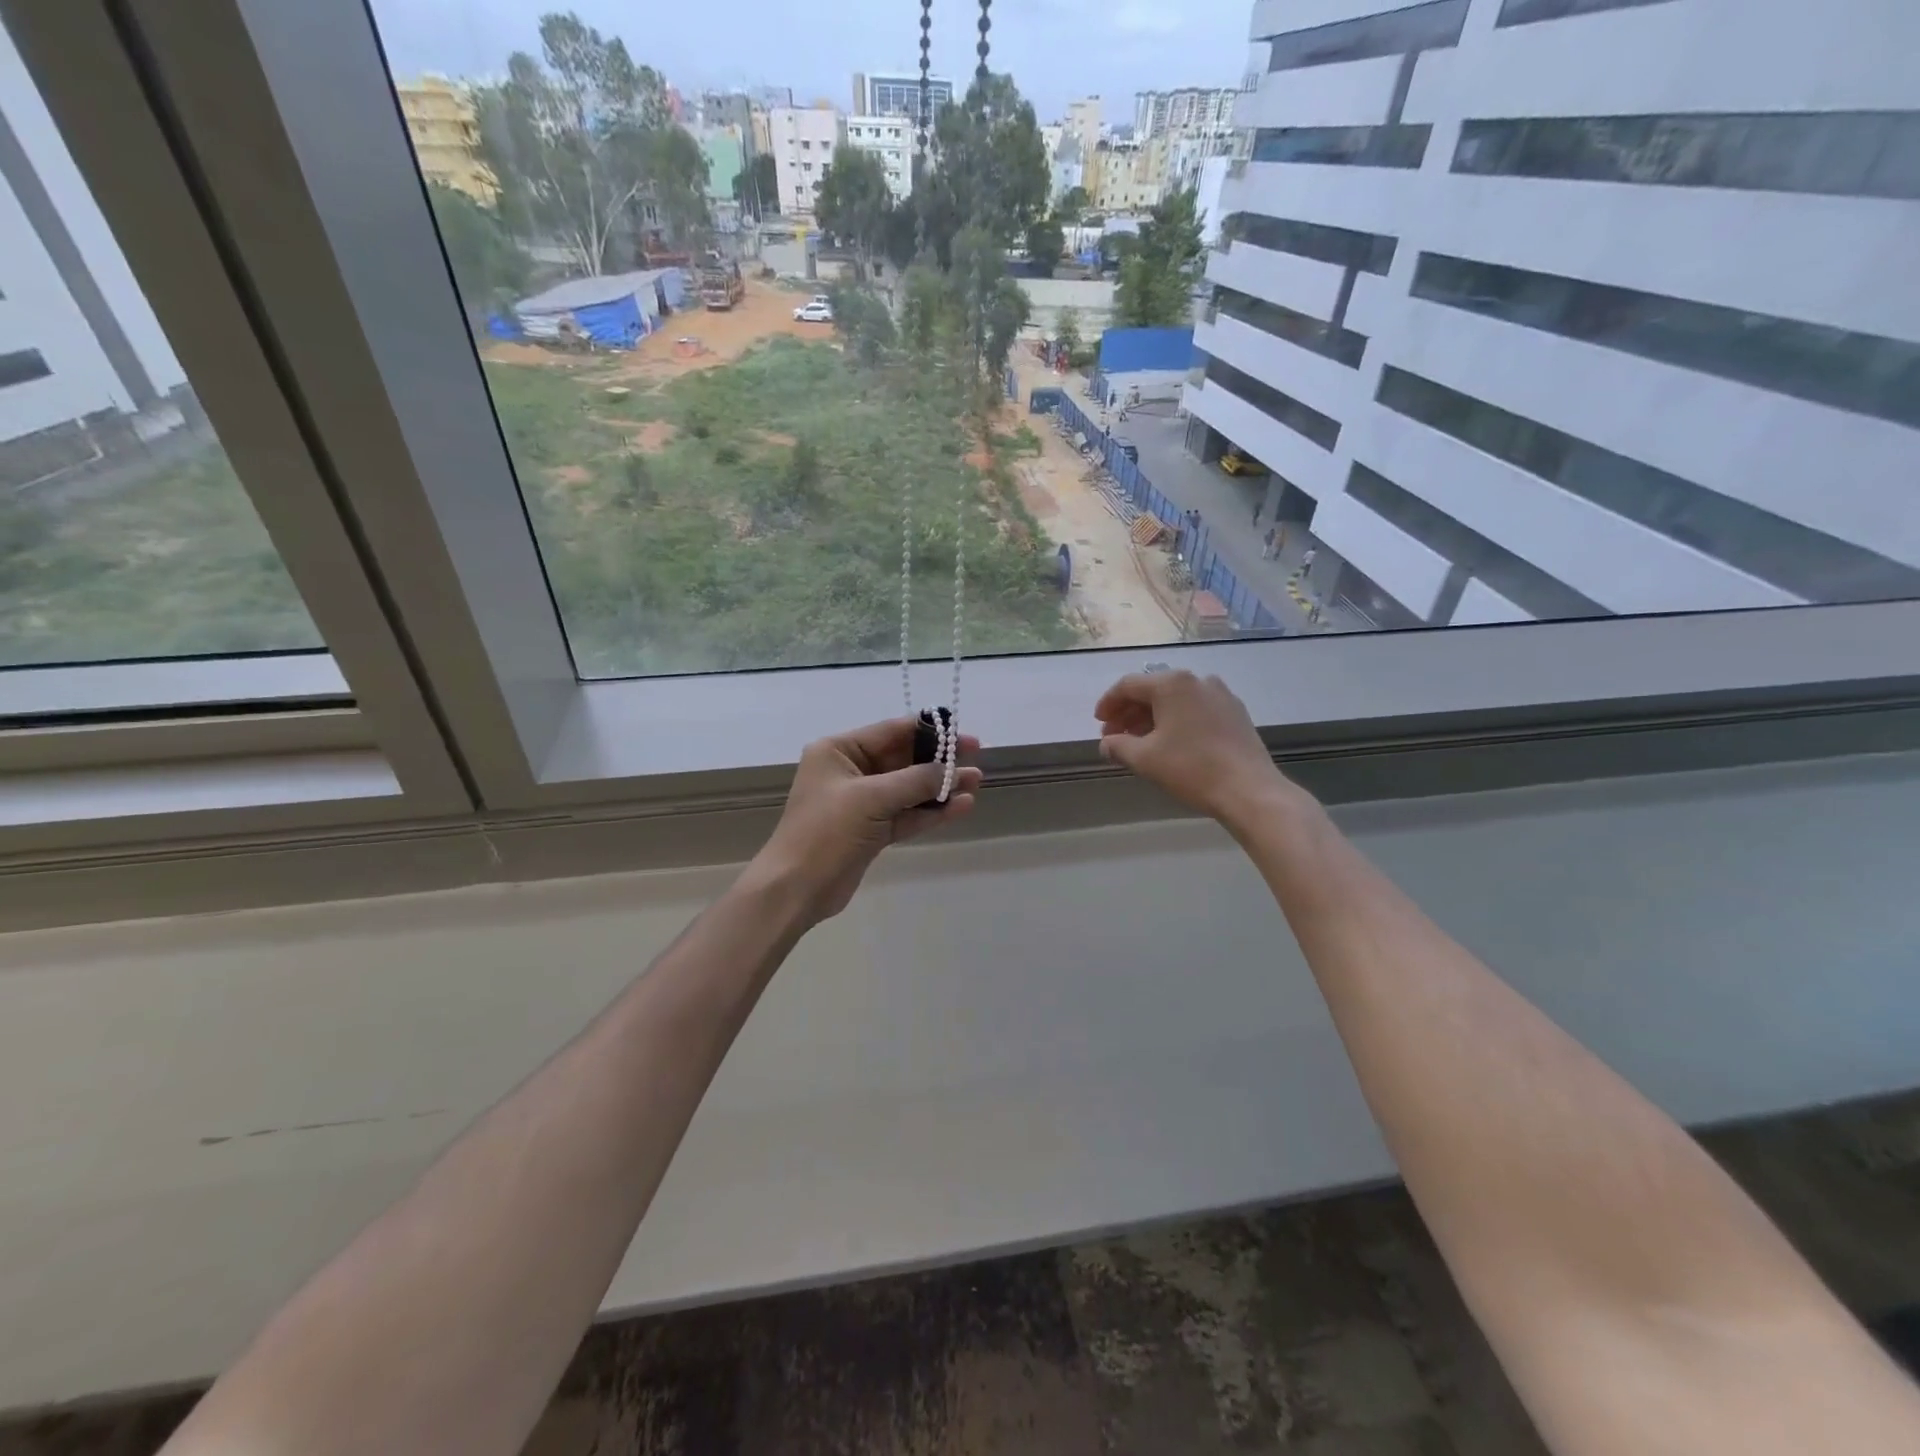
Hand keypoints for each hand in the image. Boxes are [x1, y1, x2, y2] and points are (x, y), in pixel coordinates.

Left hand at [753, 717, 983, 923]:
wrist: (796, 888)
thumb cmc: (826, 831)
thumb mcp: (871, 798)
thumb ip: (915, 780)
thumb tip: (951, 770)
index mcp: (839, 751)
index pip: (891, 731)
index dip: (929, 731)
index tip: (963, 734)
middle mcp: (850, 771)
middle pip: (903, 759)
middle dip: (939, 760)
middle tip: (977, 758)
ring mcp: (861, 803)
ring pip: (908, 788)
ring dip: (940, 786)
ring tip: (976, 783)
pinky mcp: (871, 831)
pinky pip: (907, 814)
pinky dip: (931, 811)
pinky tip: (961, 807)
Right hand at [1094, 670, 1294, 824]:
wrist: (1249, 790)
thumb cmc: (1191, 768)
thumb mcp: (1144, 759)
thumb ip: (1118, 746)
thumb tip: (1107, 744)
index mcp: (1172, 684)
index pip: (1128, 686)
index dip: (1108, 704)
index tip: (1098, 723)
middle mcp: (1197, 680)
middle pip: (1153, 690)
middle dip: (1129, 712)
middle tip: (1115, 736)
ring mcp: (1220, 695)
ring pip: (1176, 700)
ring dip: (1152, 718)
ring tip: (1139, 742)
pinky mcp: (1235, 713)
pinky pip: (1196, 709)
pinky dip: (1176, 721)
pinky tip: (1170, 743)